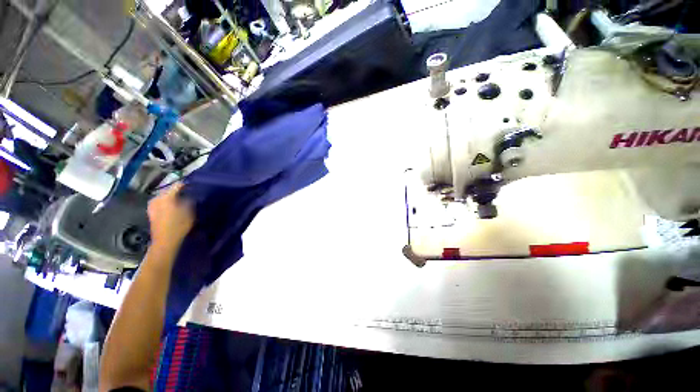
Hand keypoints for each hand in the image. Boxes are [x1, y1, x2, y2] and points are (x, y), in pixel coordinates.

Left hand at [147, 183, 194, 252]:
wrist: (165, 240)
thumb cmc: (179, 225)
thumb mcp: (190, 211)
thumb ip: (189, 201)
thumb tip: (190, 195)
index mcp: (166, 196)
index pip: (177, 185)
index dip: (186, 185)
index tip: (194, 186)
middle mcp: (157, 198)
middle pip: (169, 191)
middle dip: (178, 192)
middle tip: (189, 195)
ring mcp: (152, 205)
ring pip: (165, 197)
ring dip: (173, 198)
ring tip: (182, 201)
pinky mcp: (151, 212)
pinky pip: (161, 203)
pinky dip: (168, 204)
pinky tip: (174, 208)